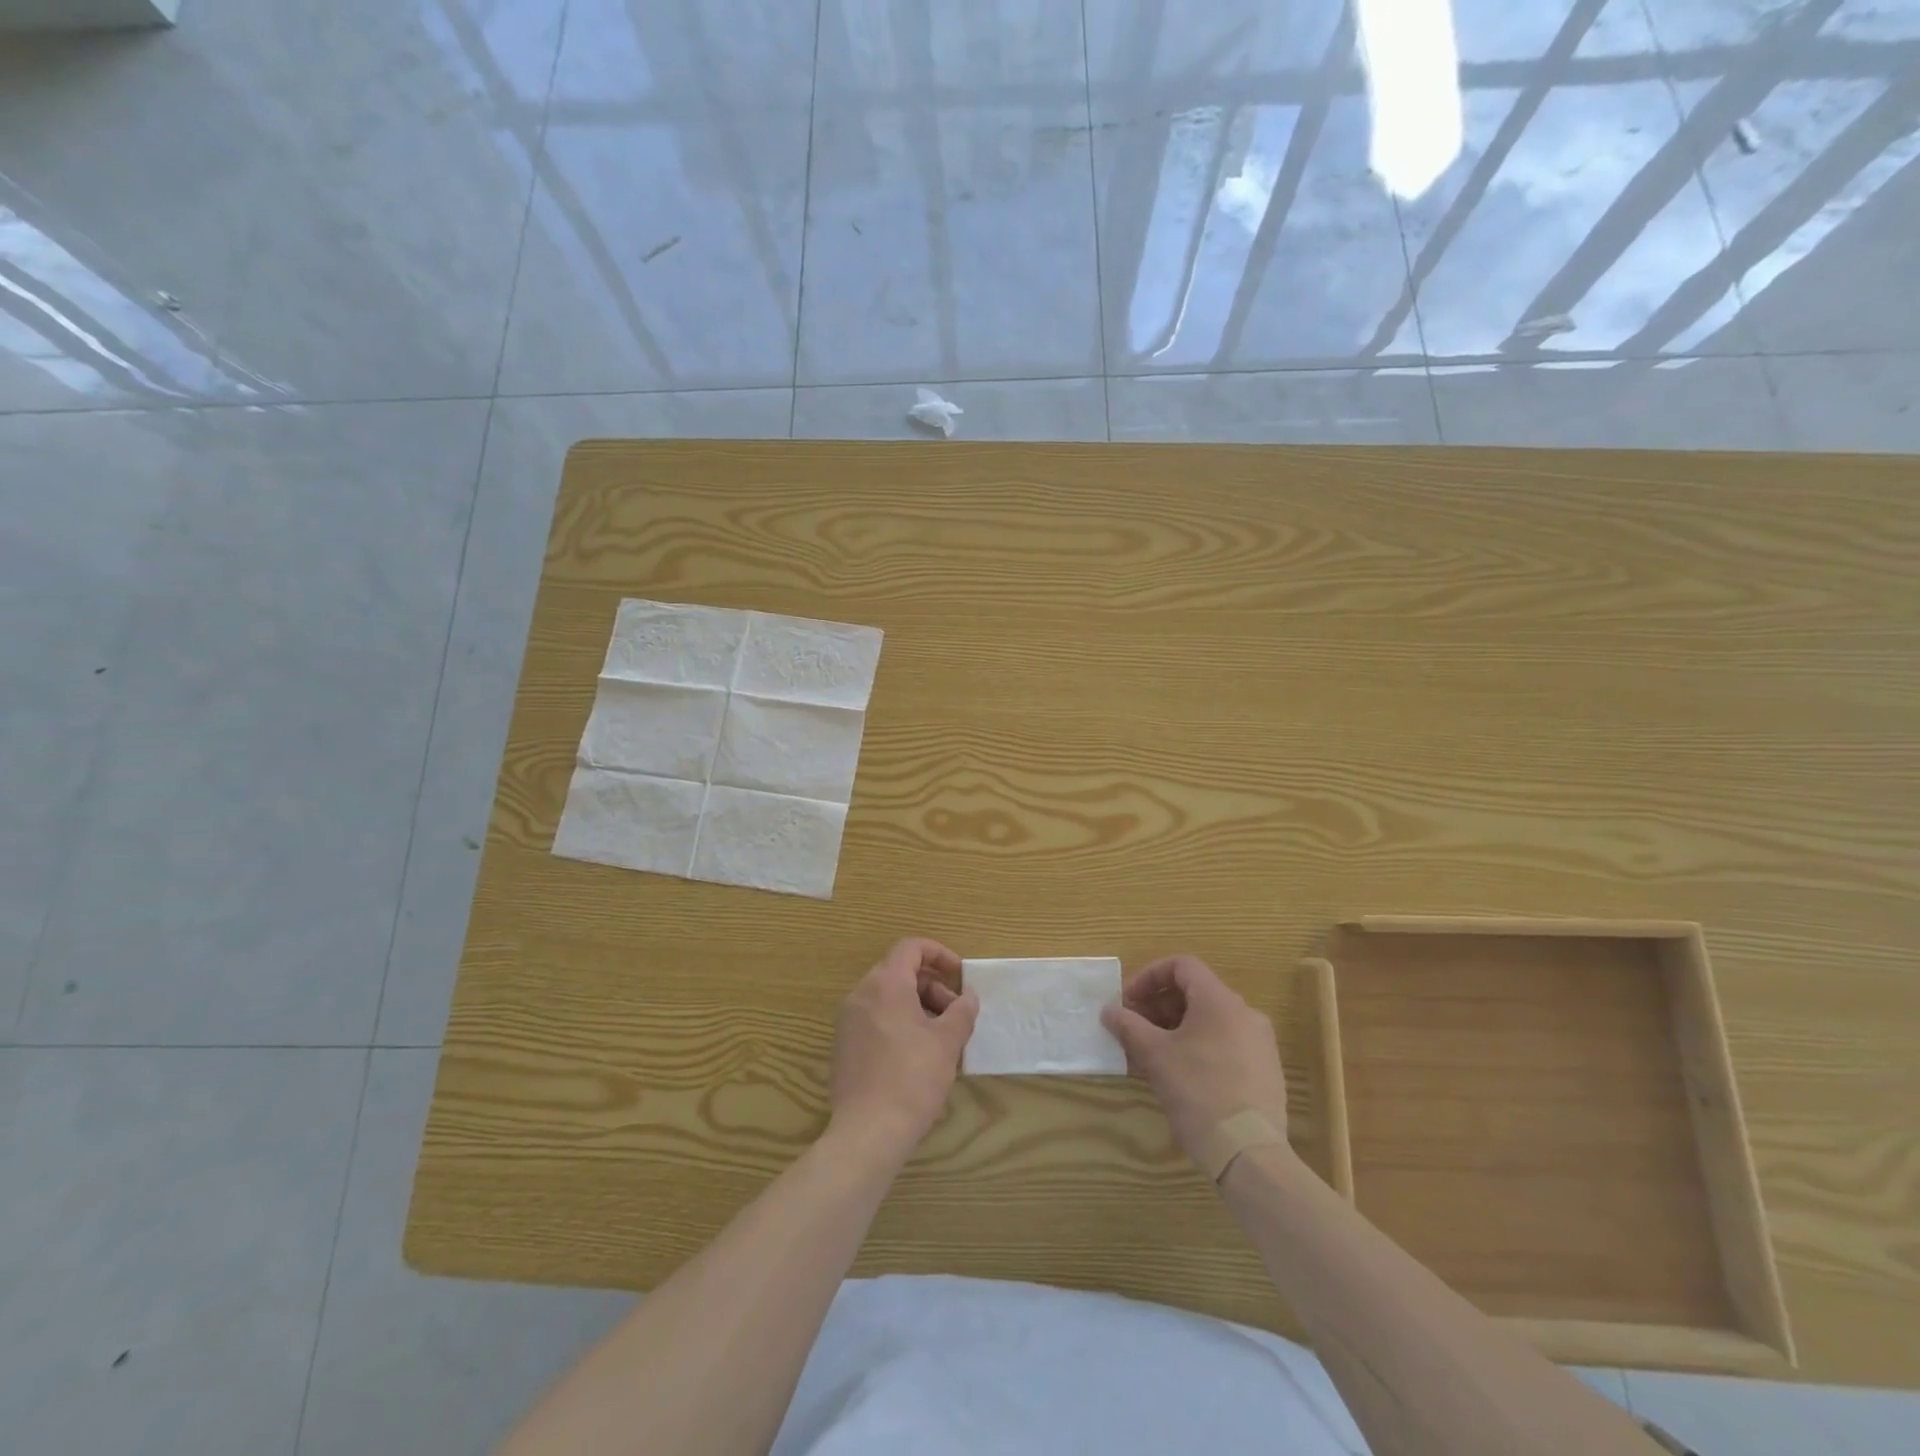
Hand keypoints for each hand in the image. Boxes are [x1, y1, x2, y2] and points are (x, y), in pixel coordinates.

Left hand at [828, 938, 977, 1158]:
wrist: (867, 1133)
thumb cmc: (912, 1079)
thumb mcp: (947, 1042)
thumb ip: (961, 1012)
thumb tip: (968, 998)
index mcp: (885, 984)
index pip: (911, 948)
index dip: (939, 954)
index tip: (960, 975)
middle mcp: (861, 995)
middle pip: (899, 972)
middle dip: (932, 986)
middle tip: (955, 1014)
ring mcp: (848, 1021)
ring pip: (887, 997)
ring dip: (918, 1006)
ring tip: (940, 1038)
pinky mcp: (843, 1046)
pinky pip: (875, 1019)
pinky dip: (899, 1023)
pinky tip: (917, 1055)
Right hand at [1101, 955, 1290, 1169]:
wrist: (1249, 1153)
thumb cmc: (1198, 1092)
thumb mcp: (1155, 1056)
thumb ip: (1129, 1026)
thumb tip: (1109, 1011)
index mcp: (1220, 1001)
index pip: (1181, 966)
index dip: (1149, 976)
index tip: (1128, 1001)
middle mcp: (1245, 1013)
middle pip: (1195, 992)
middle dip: (1159, 1006)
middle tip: (1134, 1029)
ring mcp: (1259, 1043)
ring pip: (1209, 1020)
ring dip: (1175, 1028)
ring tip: (1151, 1054)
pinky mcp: (1265, 1071)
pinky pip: (1225, 1043)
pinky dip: (1198, 1046)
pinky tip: (1179, 1074)